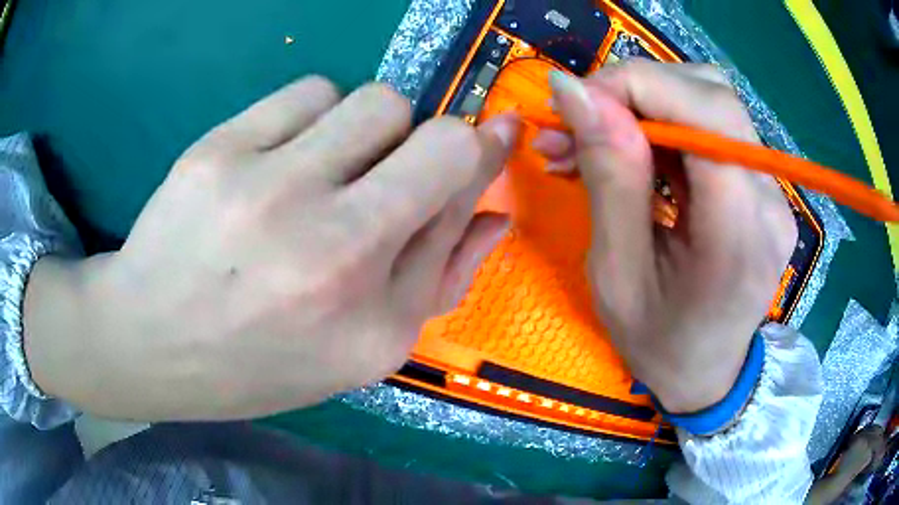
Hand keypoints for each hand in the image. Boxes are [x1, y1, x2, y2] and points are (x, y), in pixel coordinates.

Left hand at [23, 77, 518, 420]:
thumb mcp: (363, 351)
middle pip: (425, 126)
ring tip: (326, 170)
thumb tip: (493, 212)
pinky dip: (314, 116)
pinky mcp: (216, 150)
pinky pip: (307, 91)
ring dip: (369, 129)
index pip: (456, 182)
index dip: (485, 151)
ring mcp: (262, 186)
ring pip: (369, 99)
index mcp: (369, 311)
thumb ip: (439, 277)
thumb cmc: (259, 362)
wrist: (151, 342)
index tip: (498, 131)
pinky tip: (281, 158)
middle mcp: (325, 244)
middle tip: (386, 176)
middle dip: (428, 142)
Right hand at [537, 61, 796, 412]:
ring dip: (645, 103)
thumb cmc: (658, 344)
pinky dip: (661, 124)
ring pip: (710, 102)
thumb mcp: (617, 274)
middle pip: (712, 95)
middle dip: (636, 89)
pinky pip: (711, 128)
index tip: (575, 101)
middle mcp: (769, 200)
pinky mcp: (761, 187)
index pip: (707, 113)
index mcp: (739, 233)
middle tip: (579, 120)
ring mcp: (772, 191)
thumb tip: (574, 92)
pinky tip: (628, 148)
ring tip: (594, 136)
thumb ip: (609, 177)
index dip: (638, 85)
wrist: (708, 375)